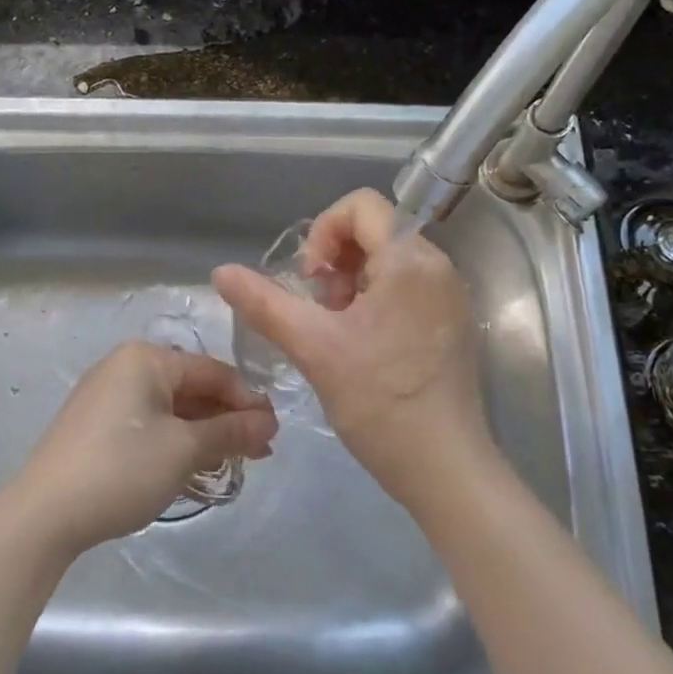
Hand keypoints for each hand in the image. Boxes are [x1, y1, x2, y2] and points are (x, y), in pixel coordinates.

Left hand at [8, 342, 276, 557]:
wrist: (42, 516)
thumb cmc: (121, 468)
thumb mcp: (184, 450)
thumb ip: (231, 432)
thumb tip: (269, 422)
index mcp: (146, 358)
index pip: (213, 371)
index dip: (248, 401)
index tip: (274, 434)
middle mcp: (125, 367)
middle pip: (192, 388)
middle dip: (228, 420)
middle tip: (260, 454)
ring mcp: (107, 397)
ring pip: (172, 409)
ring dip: (205, 435)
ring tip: (235, 464)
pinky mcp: (97, 426)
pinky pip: (149, 424)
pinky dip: (176, 443)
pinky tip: (196, 468)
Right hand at [212, 189, 496, 510]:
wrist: (444, 469)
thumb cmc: (379, 402)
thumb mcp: (312, 347)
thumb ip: (264, 303)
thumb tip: (220, 271)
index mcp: (410, 259)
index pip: (361, 205)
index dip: (323, 232)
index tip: (309, 280)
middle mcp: (438, 266)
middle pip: (375, 231)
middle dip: (336, 263)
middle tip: (322, 312)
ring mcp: (450, 296)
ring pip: (388, 262)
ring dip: (352, 284)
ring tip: (338, 332)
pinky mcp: (452, 322)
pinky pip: (406, 287)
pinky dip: (375, 301)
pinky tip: (362, 346)